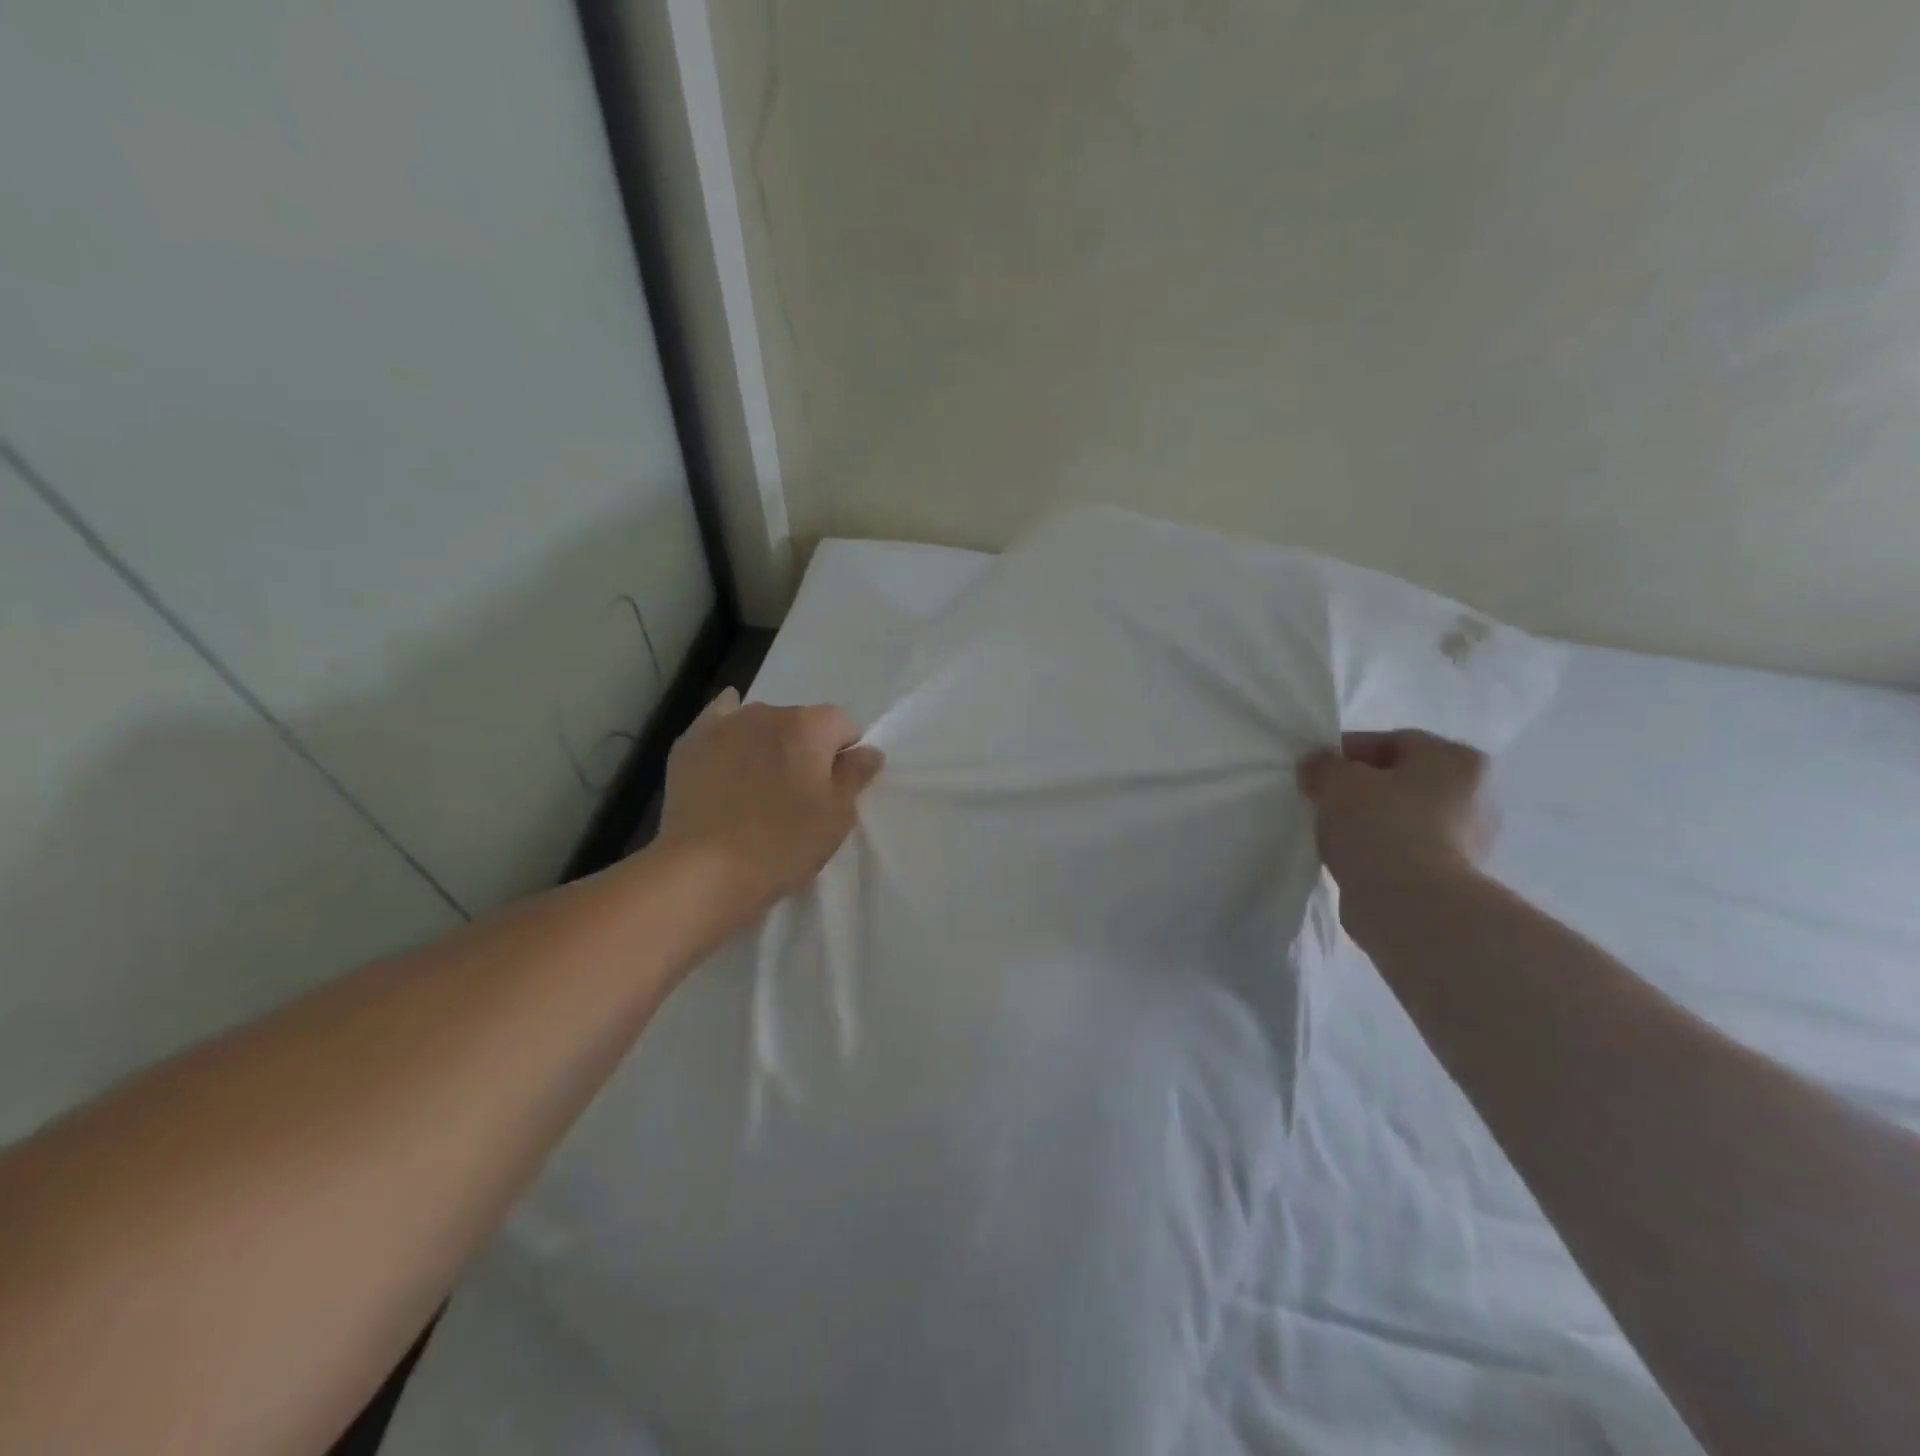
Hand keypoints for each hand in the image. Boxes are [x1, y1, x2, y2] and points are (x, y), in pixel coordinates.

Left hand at [657, 689, 884, 923]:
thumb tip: (868, 751)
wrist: (704, 870)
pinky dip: (729, 730)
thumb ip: (856, 776)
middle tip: (797, 795)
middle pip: (801, 722)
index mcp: (811, 725)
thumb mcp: (837, 816)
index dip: (843, 757)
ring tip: (757, 787)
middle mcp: (769, 712)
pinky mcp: (690, 744)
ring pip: (761, 724)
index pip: (843, 726)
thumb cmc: (783, 843)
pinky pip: (718, 721)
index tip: (834, 790)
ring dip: (768, 745)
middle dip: (805, 749)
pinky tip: (728, 746)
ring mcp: (725, 725)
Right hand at [1296, 730, 1494, 925]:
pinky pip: (1405, 850)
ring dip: (1369, 820)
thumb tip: (1317, 764)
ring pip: (1403, 817)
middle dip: (1361, 787)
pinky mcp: (1452, 877)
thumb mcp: (1336, 781)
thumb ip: (1322, 765)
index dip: (1347, 751)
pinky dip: (1379, 849)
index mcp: (1456, 759)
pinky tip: (1350, 856)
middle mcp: (1476, 795)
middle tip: (1322, 798)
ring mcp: (1469, 840)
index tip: (1315, 769)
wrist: (1410, 903)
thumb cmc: (1380, 825)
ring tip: (1331, 830)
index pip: (1393, 741)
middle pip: (1402, 780)